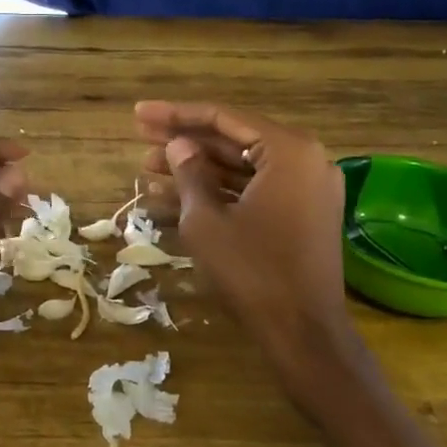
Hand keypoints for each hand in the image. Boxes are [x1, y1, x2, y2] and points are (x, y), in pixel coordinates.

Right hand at [134, 102, 353, 357]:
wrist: (303, 332)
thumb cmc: (252, 271)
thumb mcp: (206, 220)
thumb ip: (189, 173)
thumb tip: (178, 145)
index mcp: (288, 151)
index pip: (223, 119)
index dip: (176, 115)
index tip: (138, 114)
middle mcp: (306, 160)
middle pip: (233, 139)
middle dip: (184, 139)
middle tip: (139, 135)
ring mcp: (307, 189)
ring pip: (241, 166)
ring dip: (197, 167)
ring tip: (148, 166)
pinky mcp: (302, 214)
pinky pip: (254, 190)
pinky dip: (219, 190)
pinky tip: (176, 193)